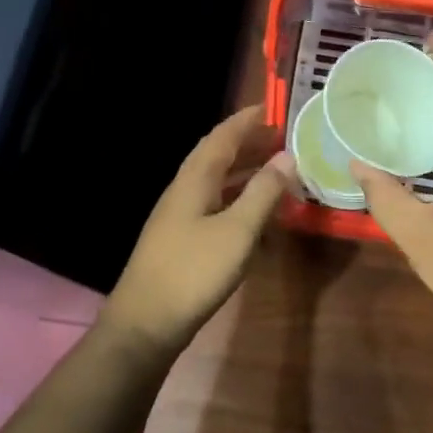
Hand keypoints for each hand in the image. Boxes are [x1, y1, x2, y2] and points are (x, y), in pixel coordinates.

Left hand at [105, 105, 294, 358]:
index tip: (275, 106)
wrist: (145, 325)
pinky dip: (241, 197)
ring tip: (279, 167)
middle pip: (219, 156)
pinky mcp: (184, 240)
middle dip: (251, 143)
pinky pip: (217, 204)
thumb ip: (263, 192)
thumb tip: (287, 157)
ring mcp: (181, 216)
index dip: (247, 120)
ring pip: (218, 181)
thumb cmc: (193, 272)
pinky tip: (259, 211)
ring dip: (247, 170)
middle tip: (286, 137)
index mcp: (194, 179)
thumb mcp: (238, 231)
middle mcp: (185, 190)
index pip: (223, 136)